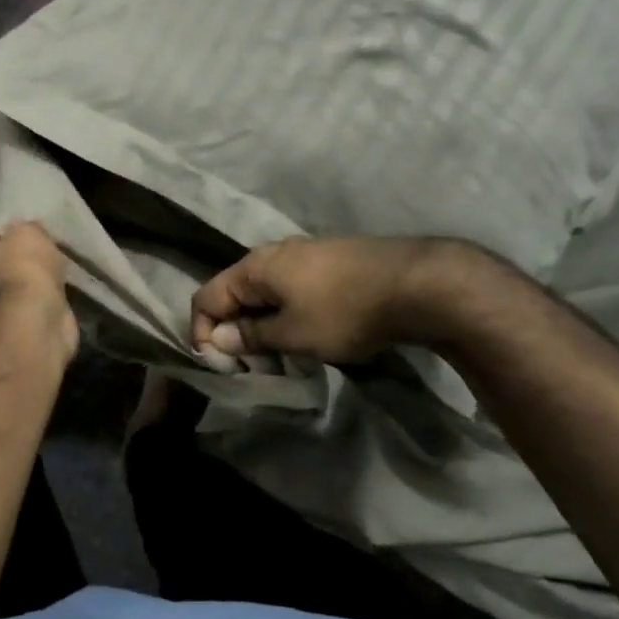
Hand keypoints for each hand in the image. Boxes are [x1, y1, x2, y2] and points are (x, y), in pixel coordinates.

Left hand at [0, 218, 78, 357]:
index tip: (19, 216)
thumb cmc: (22, 270)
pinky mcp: (24, 318)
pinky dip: (50, 290)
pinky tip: (67, 280)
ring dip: (37, 270)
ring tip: (60, 255)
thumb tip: (28, 232)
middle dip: (19, 245)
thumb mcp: (27, 233)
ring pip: (19, 275)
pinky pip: (37, 296)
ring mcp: (1, 302)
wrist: (33, 327)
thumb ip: (27, 227)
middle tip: (45, 235)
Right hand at [191, 236, 449, 362]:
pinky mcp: (330, 262)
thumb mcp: (292, 333)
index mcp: (255, 266)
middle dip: (234, 331)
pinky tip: (309, 335)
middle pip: (234, 293)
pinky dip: (287, 314)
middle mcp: (273, 253)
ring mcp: (304, 254)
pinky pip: (292, 290)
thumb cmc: (344, 311)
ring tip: (282, 356)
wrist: (415, 283)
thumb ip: (250, 335)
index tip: (221, 366)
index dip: (202, 333)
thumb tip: (218, 338)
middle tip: (253, 366)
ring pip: (265, 293)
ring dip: (263, 325)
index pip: (205, 297)